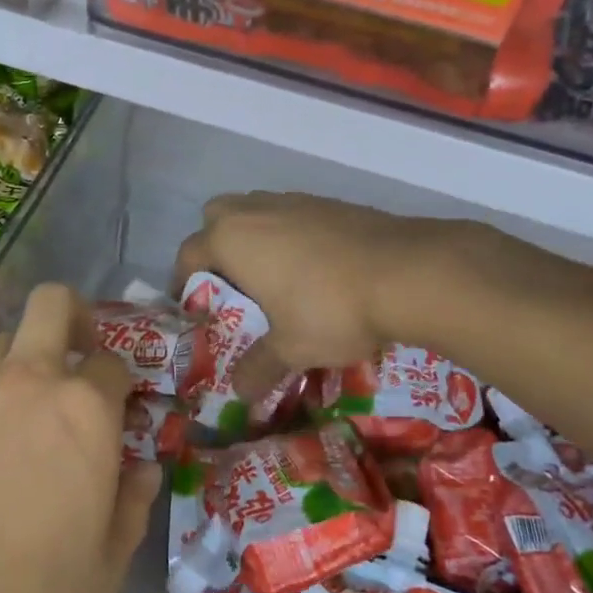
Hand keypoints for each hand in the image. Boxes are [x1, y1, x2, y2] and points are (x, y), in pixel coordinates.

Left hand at [0, 284, 157, 592]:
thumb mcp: (104, 570)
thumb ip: (131, 507)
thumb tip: (143, 470)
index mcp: (82, 410)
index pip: (113, 363)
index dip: (125, 385)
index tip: (125, 415)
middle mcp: (27, 384)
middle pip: (51, 304)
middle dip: (75, 315)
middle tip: (83, 357)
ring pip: (4, 340)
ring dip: (28, 357)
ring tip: (36, 411)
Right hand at [173, 191, 445, 398]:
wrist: (407, 272)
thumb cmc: (331, 309)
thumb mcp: (291, 348)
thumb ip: (258, 368)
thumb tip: (239, 392)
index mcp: (231, 239)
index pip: (188, 253)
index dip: (184, 281)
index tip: (195, 306)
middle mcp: (255, 210)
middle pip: (216, 217)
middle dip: (216, 245)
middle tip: (233, 284)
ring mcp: (294, 200)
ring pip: (257, 210)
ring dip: (255, 236)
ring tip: (274, 276)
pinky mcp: (329, 202)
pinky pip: (292, 213)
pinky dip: (290, 233)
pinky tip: (314, 267)